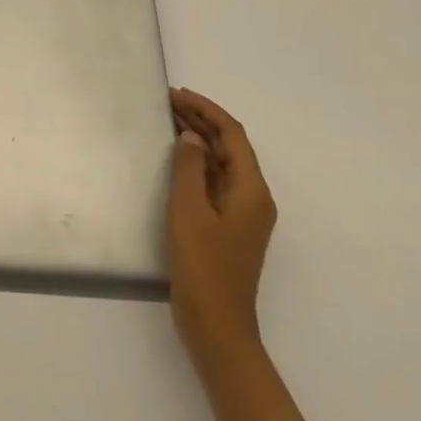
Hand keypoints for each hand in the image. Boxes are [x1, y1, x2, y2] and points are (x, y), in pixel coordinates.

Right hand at [167, 88, 276, 362]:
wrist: (216, 326)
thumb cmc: (203, 266)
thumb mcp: (189, 211)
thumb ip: (190, 169)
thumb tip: (191, 137)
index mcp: (251, 190)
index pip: (233, 136)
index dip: (207, 110)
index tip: (177, 94)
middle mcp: (253, 197)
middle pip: (230, 147)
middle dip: (201, 120)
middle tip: (167, 102)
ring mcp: (242, 214)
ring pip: (222, 164)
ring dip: (199, 140)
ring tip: (168, 120)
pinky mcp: (228, 227)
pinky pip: (215, 182)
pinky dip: (197, 163)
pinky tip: (176, 159)